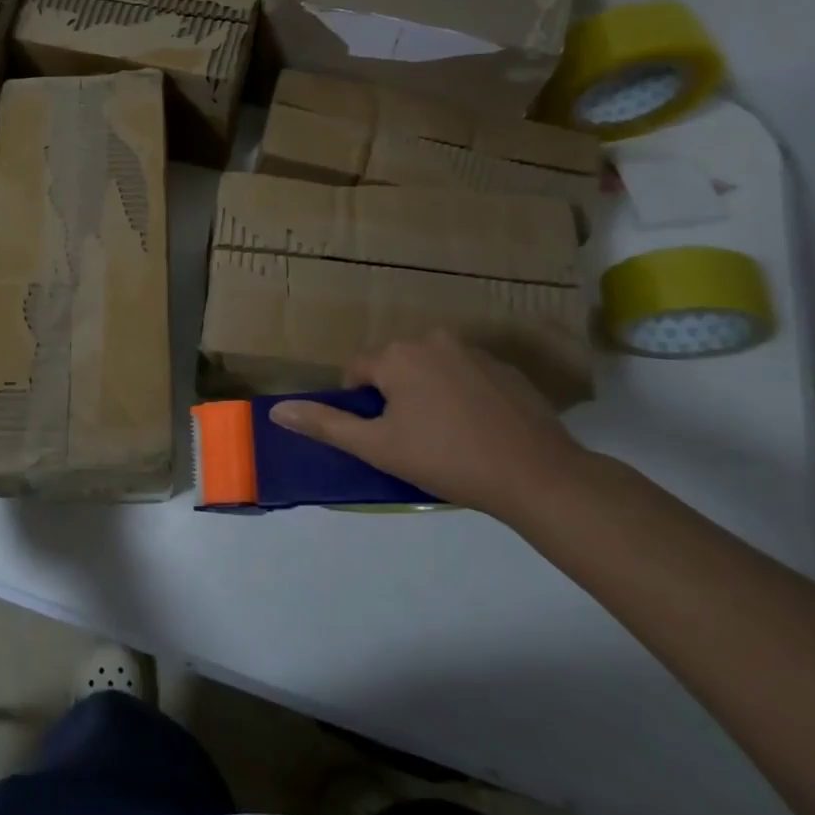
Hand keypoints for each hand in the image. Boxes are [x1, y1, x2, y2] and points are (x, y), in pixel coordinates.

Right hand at [270, 333, 586, 514]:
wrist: (537, 475)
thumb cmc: (447, 459)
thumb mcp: (378, 447)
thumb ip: (326, 424)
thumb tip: (277, 411)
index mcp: (397, 355)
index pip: (356, 370)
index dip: (360, 405)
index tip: (380, 436)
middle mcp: (432, 340)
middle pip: (394, 366)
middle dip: (393, 396)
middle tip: (410, 438)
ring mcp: (474, 351)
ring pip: (430, 369)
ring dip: (427, 393)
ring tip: (445, 435)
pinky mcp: (506, 369)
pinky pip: (465, 375)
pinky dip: (461, 395)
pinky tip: (476, 429)